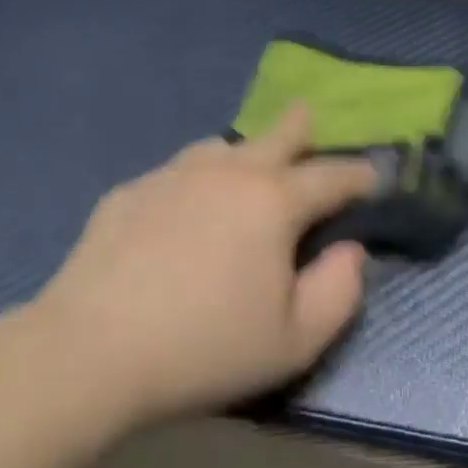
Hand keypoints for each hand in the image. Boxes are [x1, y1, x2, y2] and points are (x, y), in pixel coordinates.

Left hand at [36, 108, 377, 426]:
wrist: (92, 350)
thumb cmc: (206, 347)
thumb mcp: (295, 340)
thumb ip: (340, 292)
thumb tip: (351, 251)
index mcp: (273, 201)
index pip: (332, 177)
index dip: (360, 175)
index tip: (374, 176)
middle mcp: (228, 172)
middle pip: (276, 135)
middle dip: (302, 126)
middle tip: (310, 117)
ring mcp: (174, 175)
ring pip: (221, 146)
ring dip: (244, 152)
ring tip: (246, 168)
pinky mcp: (131, 191)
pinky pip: (177, 172)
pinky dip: (196, 180)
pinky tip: (184, 207)